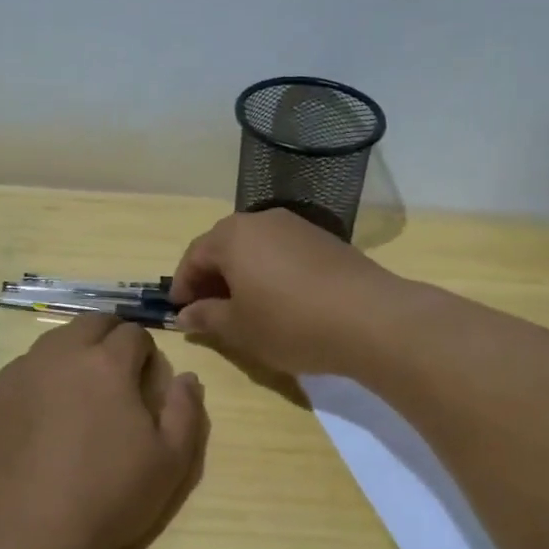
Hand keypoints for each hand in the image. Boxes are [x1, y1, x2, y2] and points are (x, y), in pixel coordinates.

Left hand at [0, 314, 207, 548]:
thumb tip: (187, 377)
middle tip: (118, 373)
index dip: (146, 352)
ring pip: (54, 342)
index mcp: (107, 363)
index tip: (148, 378)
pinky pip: (24, 369)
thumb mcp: (172, 460)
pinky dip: (42, 376)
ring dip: (75, 352)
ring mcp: (21, 374)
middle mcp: (61, 355)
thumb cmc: (111, 496)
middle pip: (90, 323)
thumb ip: (186, 410)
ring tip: (82, 391)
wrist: (31, 534)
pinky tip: (46, 413)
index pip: (133, 334)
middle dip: (110, 337)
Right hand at [170, 209, 401, 377]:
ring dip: (241, 274)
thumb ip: (207, 317)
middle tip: (208, 311)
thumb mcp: (239, 328)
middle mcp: (261, 220)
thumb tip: (185, 314)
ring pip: (255, 248)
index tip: (179, 312)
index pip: (194, 256)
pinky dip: (269, 272)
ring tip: (243, 309)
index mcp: (232, 236)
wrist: (369, 317)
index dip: (182, 285)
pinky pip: (282, 252)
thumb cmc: (290, 323)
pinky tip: (278, 301)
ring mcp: (296, 226)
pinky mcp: (324, 239)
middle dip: (211, 278)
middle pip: (224, 246)